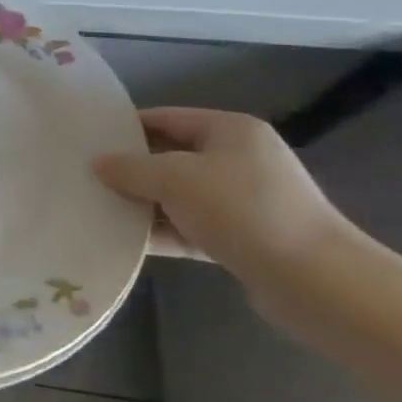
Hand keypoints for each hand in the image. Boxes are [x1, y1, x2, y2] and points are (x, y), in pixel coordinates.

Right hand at [92, 108, 358, 320]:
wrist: (316, 283)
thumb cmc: (243, 211)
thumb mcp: (175, 179)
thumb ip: (131, 168)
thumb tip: (98, 163)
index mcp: (229, 130)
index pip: (165, 118)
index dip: (125, 127)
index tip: (86, 141)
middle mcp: (239, 159)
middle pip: (170, 157)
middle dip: (130, 169)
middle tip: (85, 177)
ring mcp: (243, 201)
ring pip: (178, 195)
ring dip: (143, 203)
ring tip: (97, 209)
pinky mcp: (243, 239)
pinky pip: (190, 227)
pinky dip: (162, 231)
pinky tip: (126, 241)